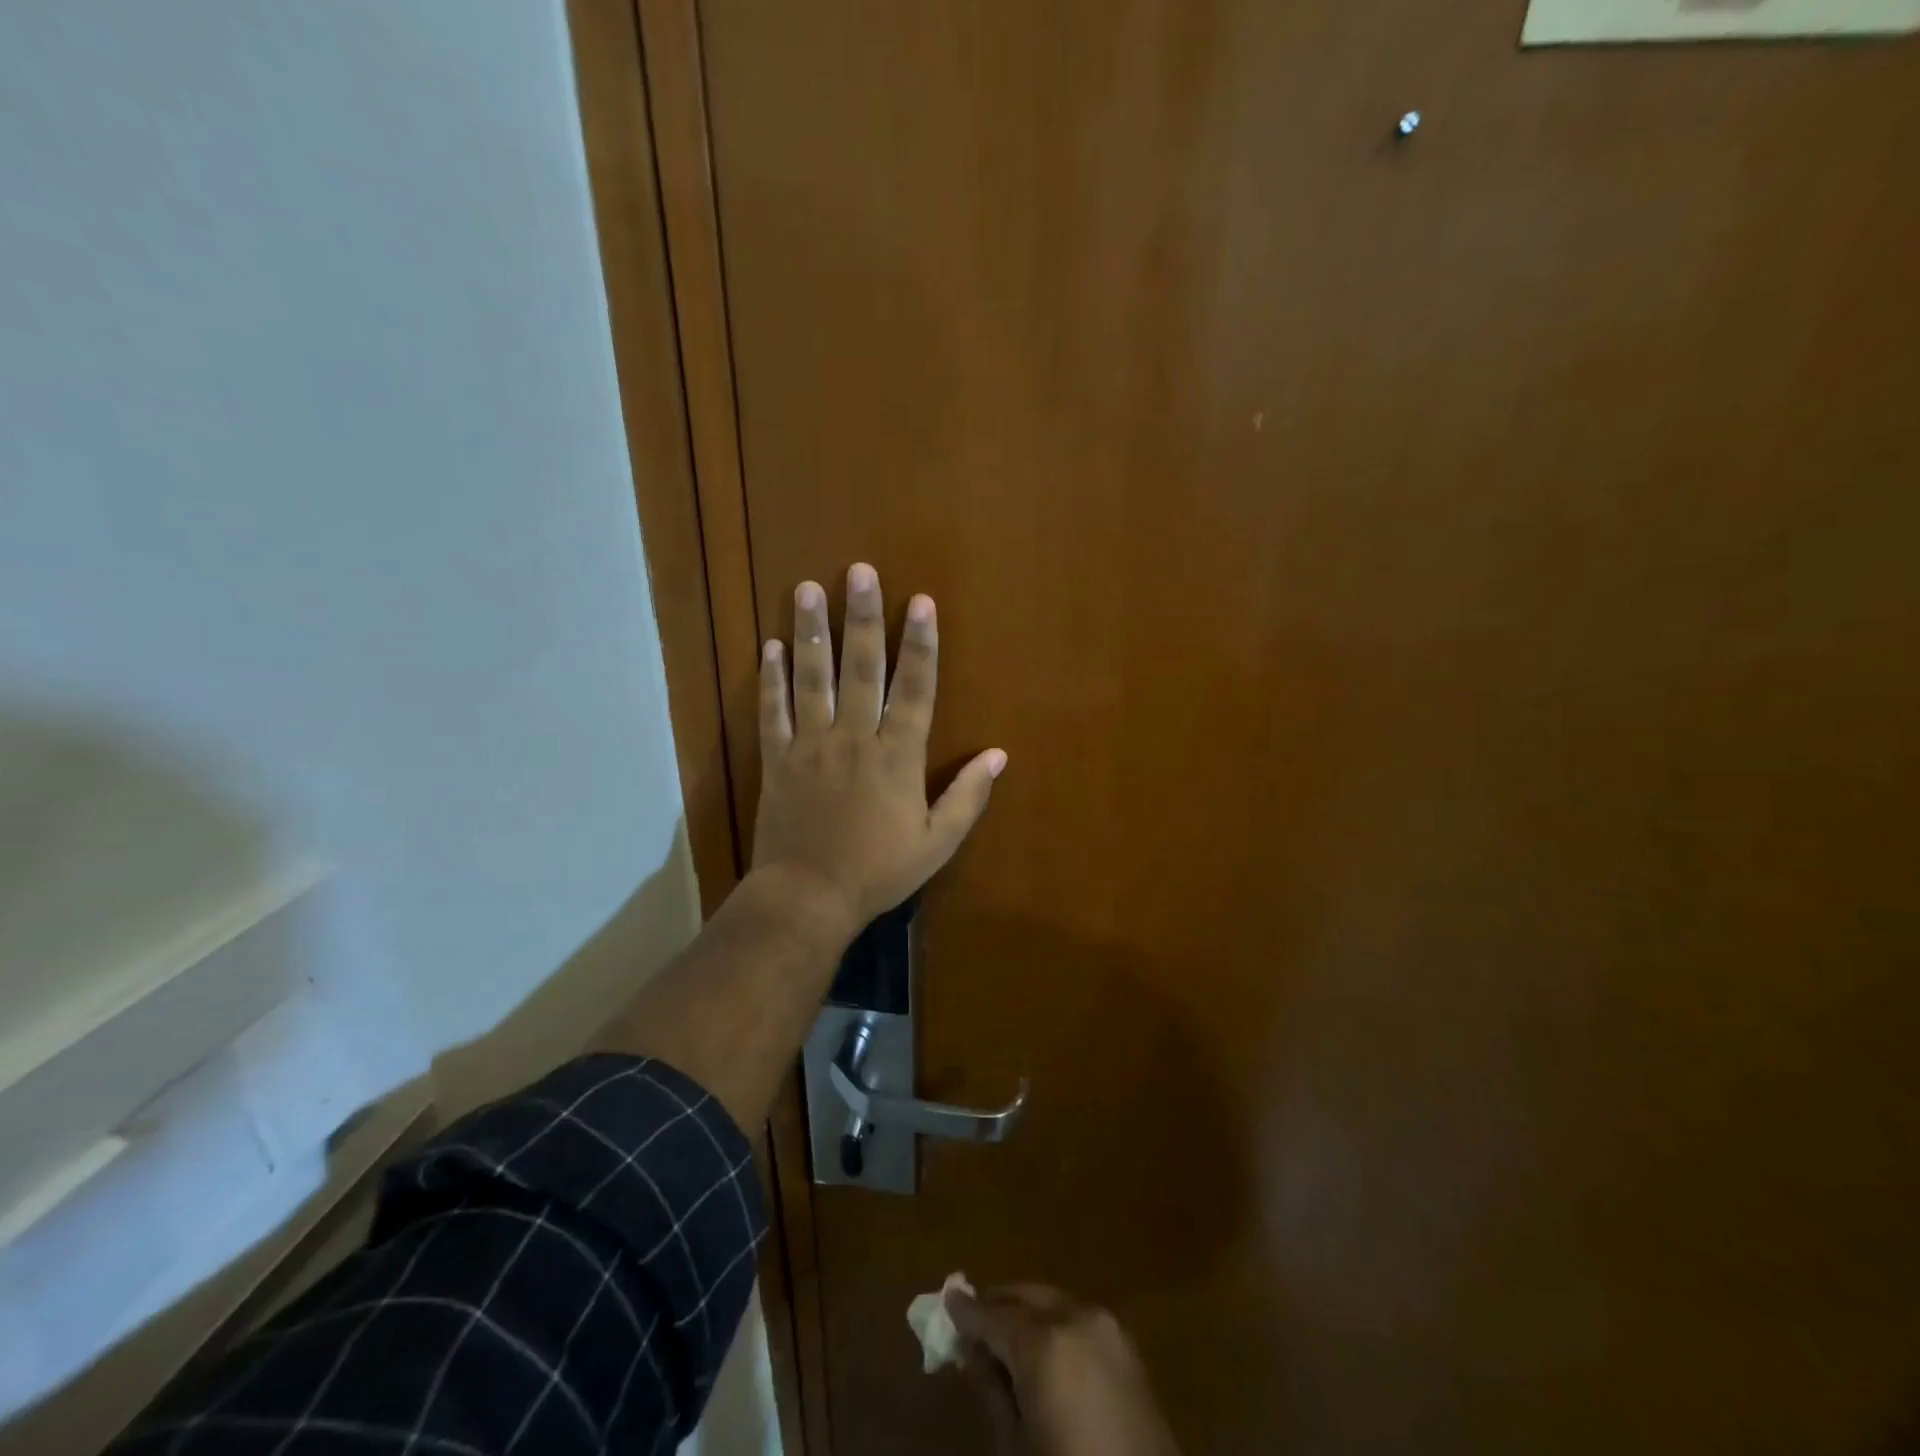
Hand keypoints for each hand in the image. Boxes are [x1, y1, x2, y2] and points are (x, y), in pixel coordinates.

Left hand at [752, 563, 1005, 932]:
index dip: (920, 643)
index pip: (915, 688)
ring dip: (810, 632)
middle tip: (858, 572)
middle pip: (862, 668)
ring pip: (812, 678)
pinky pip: (772, 711)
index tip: (921, 602)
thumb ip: (968, 796)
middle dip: (862, 617)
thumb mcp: (938, 842)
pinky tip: (769, 646)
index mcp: (898, 756)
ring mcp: (811, 745)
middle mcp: (855, 737)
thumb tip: (999, 755)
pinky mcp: (777, 759)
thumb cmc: (878, 870)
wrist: (808, 897)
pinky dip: (770, 679)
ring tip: (807, 589)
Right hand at [947, 1285, 1179, 1455]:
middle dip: (998, 1307)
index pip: (991, 1315)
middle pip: (1024, 1298)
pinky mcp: (1127, 1344)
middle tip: (972, 1324)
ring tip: (1005, 1338)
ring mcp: (1106, 1325)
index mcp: (1044, 1341)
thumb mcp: (1017, 1446)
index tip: (946, 1302)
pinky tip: (1043, 1349)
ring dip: (1027, 1313)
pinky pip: (1078, 1319)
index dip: (966, 1312)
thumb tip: (973, 1353)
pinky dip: (1055, 1324)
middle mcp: (1075, 1316)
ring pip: (1053, 1302)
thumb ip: (992, 1391)